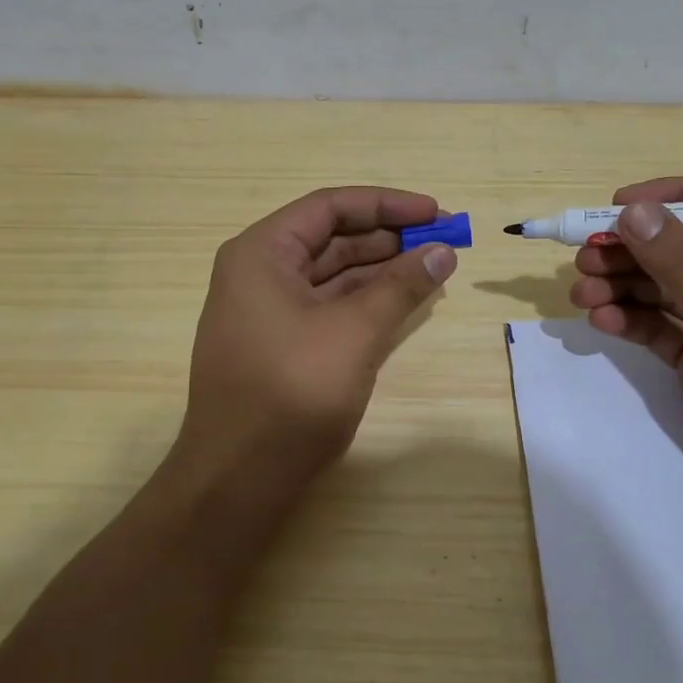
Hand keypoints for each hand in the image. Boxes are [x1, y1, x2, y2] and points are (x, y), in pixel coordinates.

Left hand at [175, 186, 455, 488]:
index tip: (435, 212)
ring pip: (331, 275)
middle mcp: (258, 273)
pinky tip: (401, 302)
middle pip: (330, 238)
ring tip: (432, 270)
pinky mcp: (279, 346)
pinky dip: (363, 302)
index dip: (386, 205)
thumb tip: (442, 252)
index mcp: (261, 253)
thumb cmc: (292, 391)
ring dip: (380, 271)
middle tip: (442, 244)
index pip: (329, 207)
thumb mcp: (354, 331)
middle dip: (387, 238)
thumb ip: (400, 286)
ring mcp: (266, 312)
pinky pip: (326, 308)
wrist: (239, 476)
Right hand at [568, 177, 682, 536]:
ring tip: (581, 292)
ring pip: (664, 288)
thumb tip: (633, 211)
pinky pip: (658, 327)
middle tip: (585, 256)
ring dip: (622, 286)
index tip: (615, 205)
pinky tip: (601, 320)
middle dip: (633, 251)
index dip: (670, 200)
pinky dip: (628, 320)